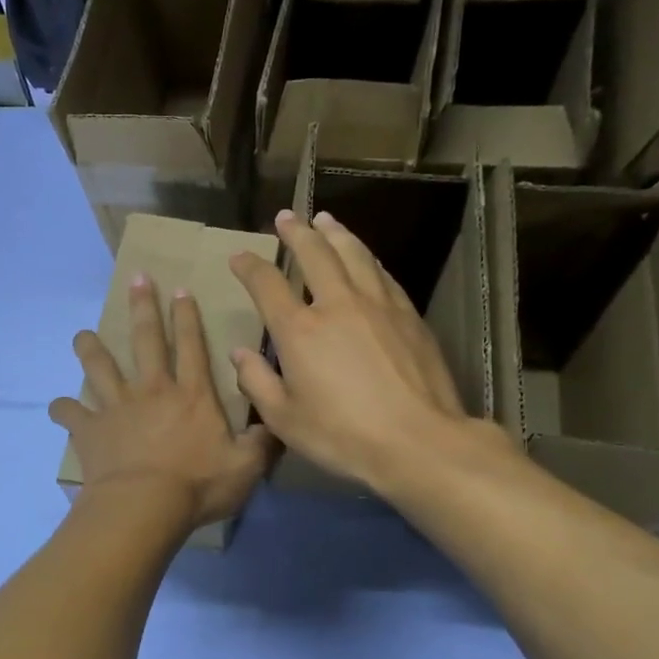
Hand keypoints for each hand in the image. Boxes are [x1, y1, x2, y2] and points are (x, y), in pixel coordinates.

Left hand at [50, 276, 277, 530]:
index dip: (188, 317)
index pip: (192, 347)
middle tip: (136, 279)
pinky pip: (70, 413)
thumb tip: (277, 425)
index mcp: (191, 395)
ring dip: (90, 348)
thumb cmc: (197, 486)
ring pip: (100, 367)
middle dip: (143, 308)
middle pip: (146, 341)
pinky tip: (58, 407)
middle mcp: (152, 391)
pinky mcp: (90, 429)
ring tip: (82, 335)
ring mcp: (116, 407)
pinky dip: (62, 408)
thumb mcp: (245, 467)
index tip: (181, 290)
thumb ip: (262, 443)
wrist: (144, 507)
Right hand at [229, 210, 515, 493]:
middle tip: (286, 217)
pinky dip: (367, 258)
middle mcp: (337, 305)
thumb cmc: (342, 435)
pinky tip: (365, 256)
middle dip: (296, 232)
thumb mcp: (284, 420)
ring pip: (353, 254)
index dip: (250, 267)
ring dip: (335, 233)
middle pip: (314, 254)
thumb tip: (239, 353)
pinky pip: (382, 273)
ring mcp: (377, 305)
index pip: (267, 284)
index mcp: (299, 330)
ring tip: (325, 219)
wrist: (418, 441)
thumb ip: (256, 382)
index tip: (239, 257)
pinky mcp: (408, 315)